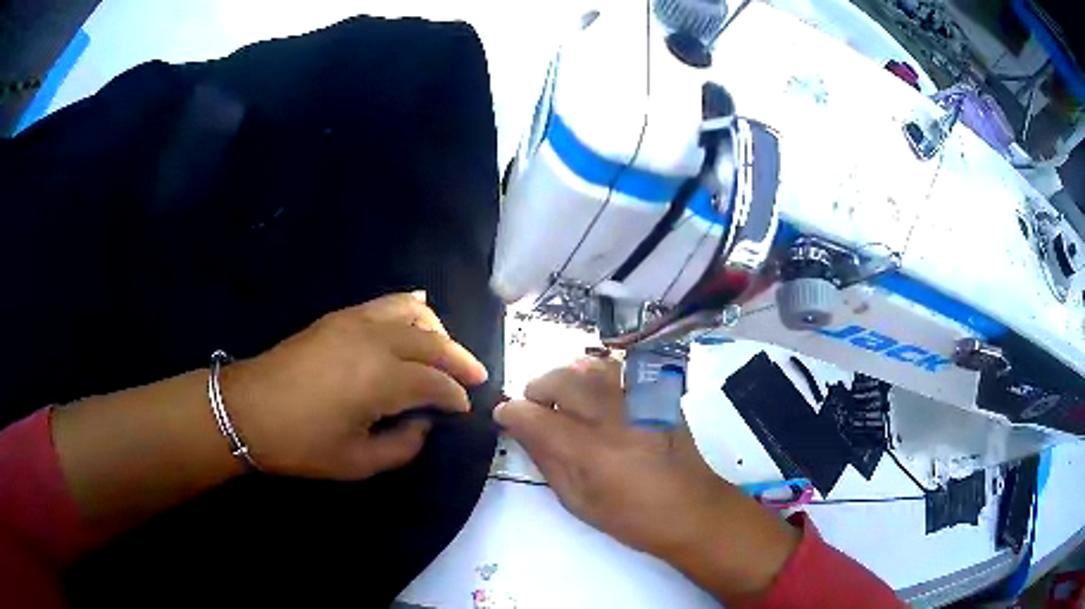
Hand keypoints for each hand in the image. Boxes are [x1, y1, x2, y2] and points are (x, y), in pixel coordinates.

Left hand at [223, 292, 487, 479]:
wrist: (248, 410)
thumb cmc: (301, 444)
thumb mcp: (357, 463)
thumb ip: (403, 446)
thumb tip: (424, 424)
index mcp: (381, 381)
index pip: (435, 383)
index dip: (455, 396)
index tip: (464, 408)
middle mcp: (375, 342)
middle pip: (432, 342)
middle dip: (459, 360)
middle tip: (475, 376)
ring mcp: (355, 322)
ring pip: (413, 313)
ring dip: (437, 331)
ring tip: (446, 350)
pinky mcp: (339, 316)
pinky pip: (385, 303)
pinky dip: (410, 307)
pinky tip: (420, 312)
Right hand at [495, 357, 798, 601]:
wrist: (693, 509)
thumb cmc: (633, 517)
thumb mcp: (580, 502)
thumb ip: (548, 462)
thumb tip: (523, 433)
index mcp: (590, 454)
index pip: (535, 417)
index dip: (511, 412)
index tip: (504, 414)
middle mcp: (613, 419)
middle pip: (562, 380)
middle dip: (538, 387)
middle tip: (535, 404)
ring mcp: (640, 403)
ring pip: (592, 367)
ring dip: (569, 377)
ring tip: (566, 397)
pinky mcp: (658, 397)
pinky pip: (622, 372)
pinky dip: (599, 376)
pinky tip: (599, 396)